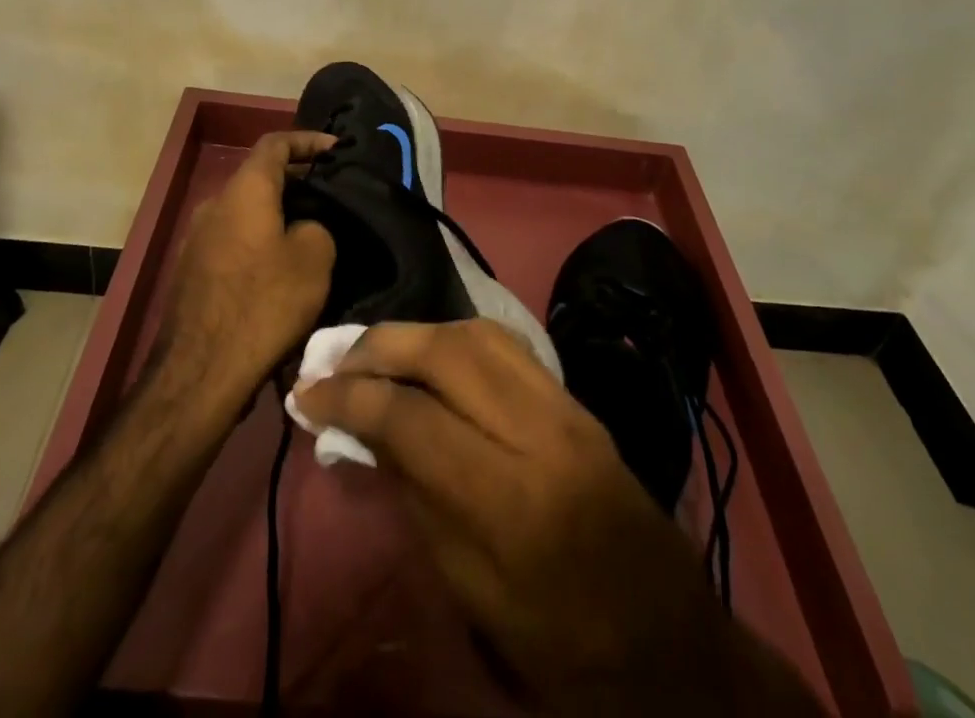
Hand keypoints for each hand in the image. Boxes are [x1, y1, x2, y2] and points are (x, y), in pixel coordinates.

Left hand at [154, 130, 336, 406]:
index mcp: (245, 190)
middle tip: (331, 193)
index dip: (309, 140)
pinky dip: (260, 239)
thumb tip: (304, 227)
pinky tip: (281, 267)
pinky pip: (234, 239)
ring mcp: (197, 238)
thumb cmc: (264, 304)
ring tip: (312, 230)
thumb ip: (317, 226)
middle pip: (260, 177)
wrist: (200, 372)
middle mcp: (215, 204)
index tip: (337, 149)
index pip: (276, 143)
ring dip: (278, 212)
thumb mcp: (315, 259)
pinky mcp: (192, 271)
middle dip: (297, 179)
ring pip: (246, 210)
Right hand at [293, 320, 823, 717]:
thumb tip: (363, 429)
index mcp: (509, 499)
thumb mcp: (471, 590)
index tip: (306, 391)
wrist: (667, 641)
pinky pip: (507, 345)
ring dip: (419, 332)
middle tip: (338, 358)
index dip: (349, 395)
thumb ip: (415, 496)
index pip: (410, 416)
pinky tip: (433, 353)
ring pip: (478, 333)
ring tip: (379, 350)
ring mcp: (565, 406)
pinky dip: (458, 337)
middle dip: (381, 345)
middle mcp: (539, 431)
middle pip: (446, 352)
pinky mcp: (576, 398)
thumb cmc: (559, 641)